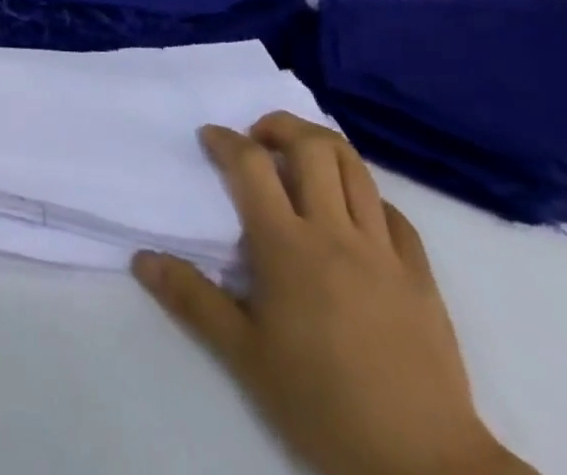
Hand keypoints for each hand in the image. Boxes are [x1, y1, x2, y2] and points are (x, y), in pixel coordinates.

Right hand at [132, 113, 532, 474]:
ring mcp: (383, 250)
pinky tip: (354, 216)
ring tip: (302, 160)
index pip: (250, 164)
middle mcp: (334, 232)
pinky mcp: (421, 275)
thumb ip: (193, 300)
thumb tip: (142, 258)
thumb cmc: (322, 404)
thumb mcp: (245, 357)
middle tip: (259, 140)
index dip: (225, 139)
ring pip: (356, 168)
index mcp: (286, 245)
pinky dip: (369, 198)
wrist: (425, 465)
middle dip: (280, 126)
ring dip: (323, 148)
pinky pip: (394, 213)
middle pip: (312, 146)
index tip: (210, 137)